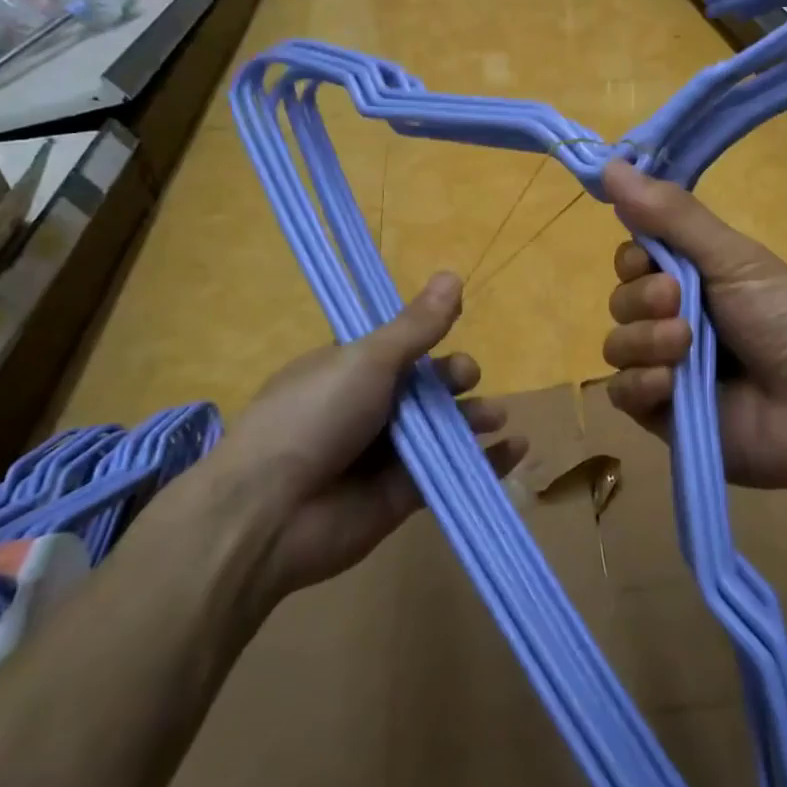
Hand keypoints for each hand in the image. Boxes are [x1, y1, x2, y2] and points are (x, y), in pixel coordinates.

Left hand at [193, 272, 525, 598]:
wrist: (270, 512)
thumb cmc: (314, 417)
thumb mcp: (367, 360)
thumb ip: (416, 326)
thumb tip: (452, 274)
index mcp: (350, 370)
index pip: (401, 349)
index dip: (430, 341)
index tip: (454, 331)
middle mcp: (370, 408)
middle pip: (427, 388)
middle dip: (455, 379)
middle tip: (466, 379)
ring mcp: (387, 453)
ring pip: (444, 429)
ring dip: (475, 419)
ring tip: (496, 418)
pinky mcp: (404, 494)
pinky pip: (453, 471)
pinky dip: (488, 462)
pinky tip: (516, 449)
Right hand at [599, 161, 786, 496]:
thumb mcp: (734, 258)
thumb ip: (672, 216)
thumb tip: (610, 163)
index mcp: (696, 279)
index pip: (634, 259)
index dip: (634, 257)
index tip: (651, 256)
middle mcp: (677, 319)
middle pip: (621, 300)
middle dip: (642, 298)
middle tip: (679, 302)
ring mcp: (669, 368)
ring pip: (617, 345)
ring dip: (645, 340)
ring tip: (686, 346)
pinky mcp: (663, 415)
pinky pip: (621, 393)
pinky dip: (640, 384)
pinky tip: (671, 384)